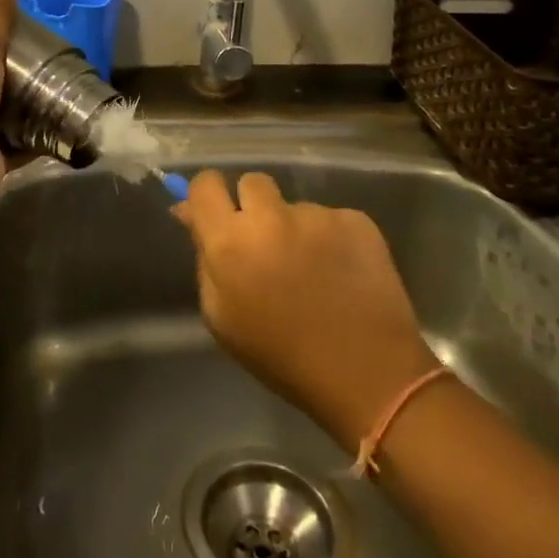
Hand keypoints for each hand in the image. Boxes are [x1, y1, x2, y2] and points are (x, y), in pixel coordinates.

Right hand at [174, 170, 439, 448]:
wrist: (367, 374)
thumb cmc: (282, 356)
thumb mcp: (222, 318)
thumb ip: (204, 259)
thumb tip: (190, 214)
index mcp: (230, 242)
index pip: (206, 185)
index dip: (208, 194)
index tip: (217, 212)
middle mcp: (271, 216)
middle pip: (251, 183)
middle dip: (253, 206)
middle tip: (265, 243)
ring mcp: (317, 215)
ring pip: (294, 205)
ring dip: (294, 227)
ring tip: (313, 270)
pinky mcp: (356, 219)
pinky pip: (331, 218)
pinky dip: (331, 239)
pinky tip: (341, 272)